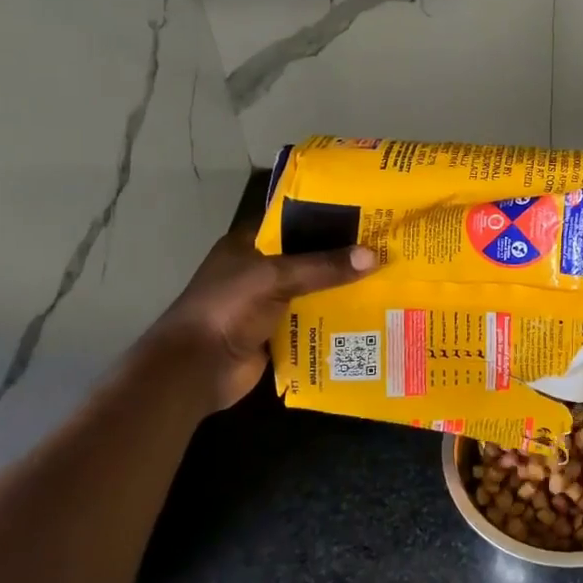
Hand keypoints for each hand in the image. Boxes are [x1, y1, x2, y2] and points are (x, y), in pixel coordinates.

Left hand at [142, 228, 375, 410]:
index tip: (364, 215)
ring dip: (341, 290)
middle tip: (384, 249)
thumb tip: (373, 257)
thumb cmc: (228, 308)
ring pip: (311, 290)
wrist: (197, 368)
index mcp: (248, 244)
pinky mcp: (276, 334)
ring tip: (385, 281)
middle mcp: (258, 270)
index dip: (325, 217)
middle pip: (306, 258)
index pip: (291, 221)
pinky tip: (368, 317)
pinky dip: (334, 320)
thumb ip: (322, 267)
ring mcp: (266, 303)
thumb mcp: (275, 277)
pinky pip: (311, 322)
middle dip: (340, 257)